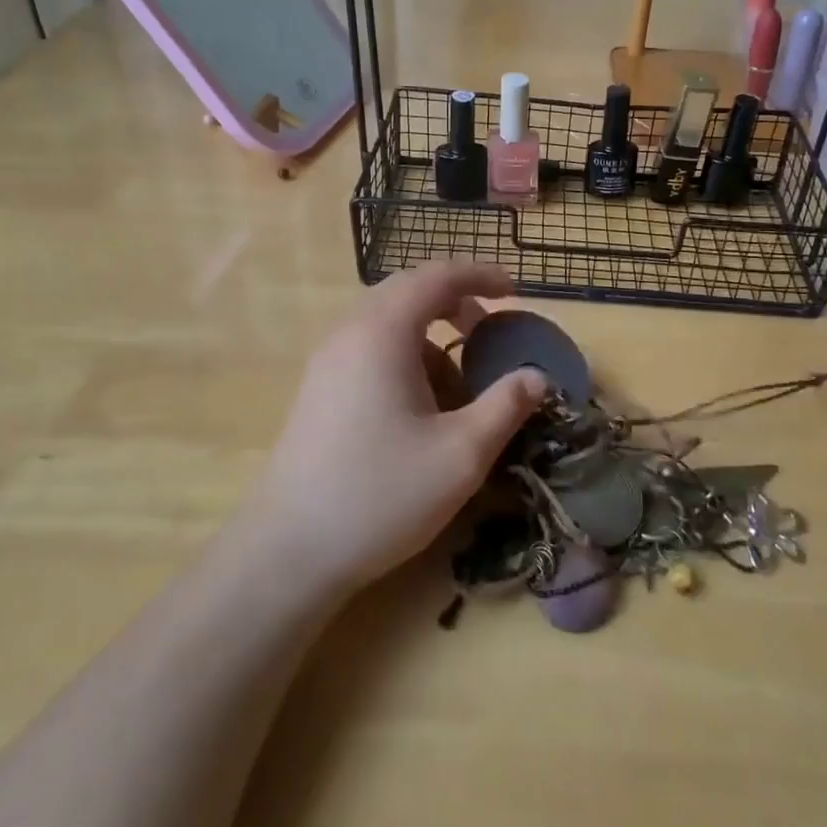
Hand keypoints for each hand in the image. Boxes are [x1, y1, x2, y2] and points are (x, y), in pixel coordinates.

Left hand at [250, 264, 546, 594]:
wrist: (289, 551)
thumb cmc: (381, 494)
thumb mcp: (462, 453)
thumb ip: (506, 406)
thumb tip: (537, 377)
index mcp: (383, 331)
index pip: (437, 276)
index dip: (480, 275)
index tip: (514, 291)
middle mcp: (349, 331)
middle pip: (408, 290)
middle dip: (455, 302)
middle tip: (489, 332)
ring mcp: (326, 359)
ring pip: (386, 321)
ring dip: (428, 334)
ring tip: (458, 382)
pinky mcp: (317, 387)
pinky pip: (368, 346)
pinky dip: (403, 355)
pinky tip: (419, 407)